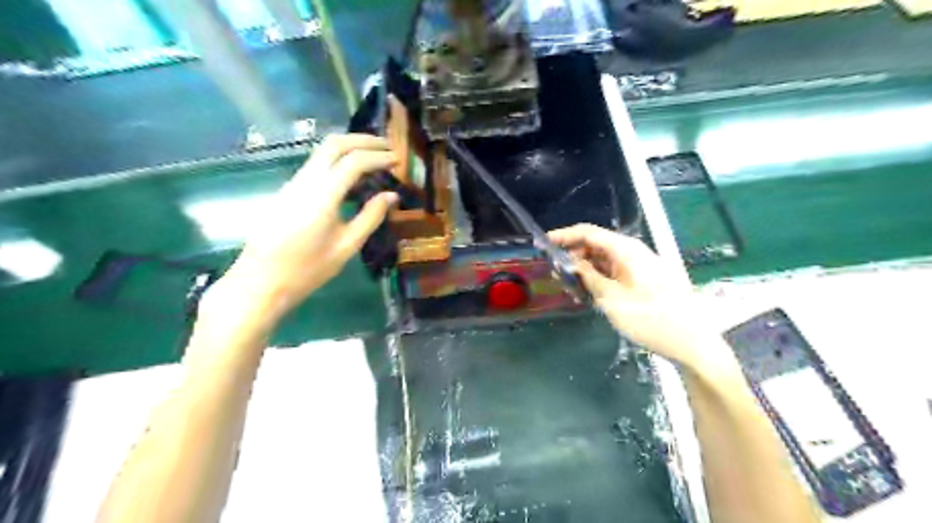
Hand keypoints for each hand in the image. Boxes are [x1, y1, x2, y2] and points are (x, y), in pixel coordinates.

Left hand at [204, 132, 397, 325]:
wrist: (260, 282)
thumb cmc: (307, 270)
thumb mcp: (346, 247)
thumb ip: (370, 217)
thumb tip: (391, 196)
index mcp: (322, 196)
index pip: (354, 161)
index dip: (378, 157)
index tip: (398, 160)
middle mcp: (305, 181)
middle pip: (334, 144)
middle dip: (363, 140)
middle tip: (387, 147)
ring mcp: (292, 183)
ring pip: (322, 151)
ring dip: (350, 147)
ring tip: (374, 158)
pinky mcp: (287, 191)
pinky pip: (316, 165)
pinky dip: (338, 160)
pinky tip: (351, 176)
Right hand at [549, 224, 722, 369]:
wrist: (691, 342)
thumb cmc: (650, 319)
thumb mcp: (612, 299)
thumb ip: (589, 277)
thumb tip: (570, 263)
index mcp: (626, 250)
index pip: (588, 232)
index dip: (564, 236)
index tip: (543, 244)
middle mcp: (633, 251)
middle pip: (596, 244)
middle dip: (573, 254)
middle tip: (555, 271)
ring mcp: (640, 265)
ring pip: (604, 258)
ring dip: (585, 268)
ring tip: (569, 284)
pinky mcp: (643, 278)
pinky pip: (615, 270)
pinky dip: (599, 277)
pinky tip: (588, 291)